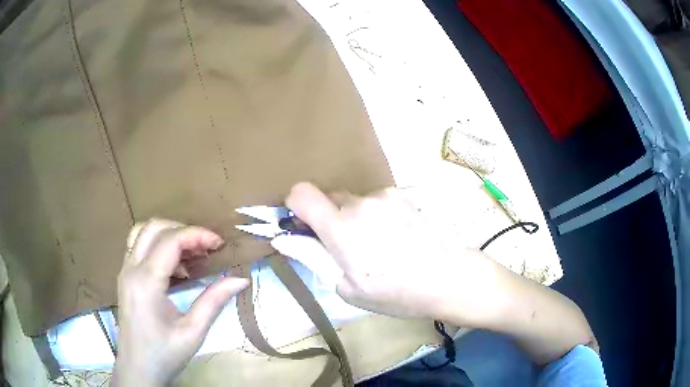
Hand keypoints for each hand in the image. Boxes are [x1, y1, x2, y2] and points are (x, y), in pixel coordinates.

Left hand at [112, 219, 248, 385]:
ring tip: (191, 255)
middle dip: (183, 230)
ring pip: (143, 232)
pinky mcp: (125, 277)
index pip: (171, 240)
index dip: (197, 235)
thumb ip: (214, 301)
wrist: (138, 369)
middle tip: (206, 248)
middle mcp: (131, 269)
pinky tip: (175, 268)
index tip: (219, 244)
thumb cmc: (165, 354)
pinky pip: (139, 246)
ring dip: (168, 235)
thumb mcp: (193, 332)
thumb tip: (240, 279)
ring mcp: (125, 271)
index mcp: (146, 282)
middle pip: (154, 227)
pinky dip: (158, 246)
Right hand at [286, 183, 597, 364]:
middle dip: (332, 218)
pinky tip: (404, 236)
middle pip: (332, 198)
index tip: (303, 223)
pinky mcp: (409, 194)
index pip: (301, 193)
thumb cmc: (399, 293)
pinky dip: (384, 215)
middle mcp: (362, 202)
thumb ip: (315, 258)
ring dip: (361, 217)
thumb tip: (287, 238)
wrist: (453, 278)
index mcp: (342, 227)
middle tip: (351, 247)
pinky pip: (383, 201)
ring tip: (385, 245)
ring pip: (360, 201)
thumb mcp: (349, 288)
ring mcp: (389, 195)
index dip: (295, 205)